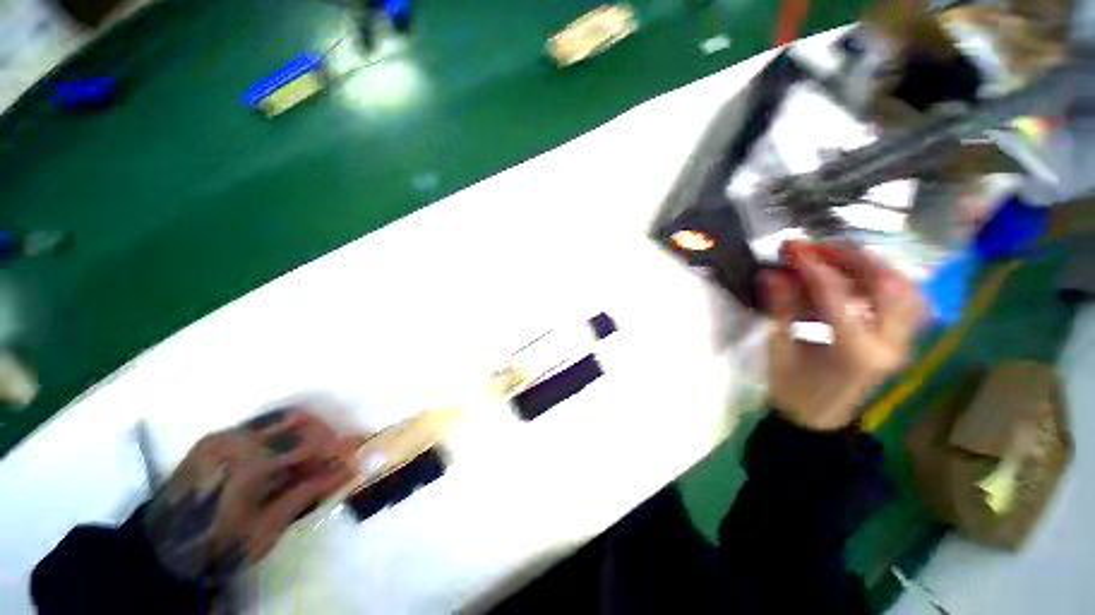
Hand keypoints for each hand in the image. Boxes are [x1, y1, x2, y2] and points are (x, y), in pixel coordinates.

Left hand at [143, 409, 361, 585]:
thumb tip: (349, 468)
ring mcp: (222, 436)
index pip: (307, 443)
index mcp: (247, 464)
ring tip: (318, 451)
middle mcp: (235, 440)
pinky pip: (262, 424)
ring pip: (280, 416)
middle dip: (327, 432)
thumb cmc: (218, 546)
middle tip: (339, 452)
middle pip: (297, 420)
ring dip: (308, 429)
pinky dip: (286, 432)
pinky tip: (289, 452)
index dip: (338, 446)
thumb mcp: (268, 527)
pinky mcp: (215, 438)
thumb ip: (309, 491)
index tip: (359, 449)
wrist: (161, 551)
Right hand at [763, 241, 924, 430]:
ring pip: (905, 289)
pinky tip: (858, 278)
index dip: (813, 266)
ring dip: (871, 266)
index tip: (792, 247)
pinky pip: (906, 301)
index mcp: (854, 351)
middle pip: (886, 284)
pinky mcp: (901, 341)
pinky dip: (884, 282)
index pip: (838, 295)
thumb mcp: (778, 350)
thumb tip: (771, 274)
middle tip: (817, 248)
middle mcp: (889, 344)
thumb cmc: (793, 389)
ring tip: (836, 258)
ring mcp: (902, 343)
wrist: (818, 419)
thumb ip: (780, 309)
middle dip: (850, 257)